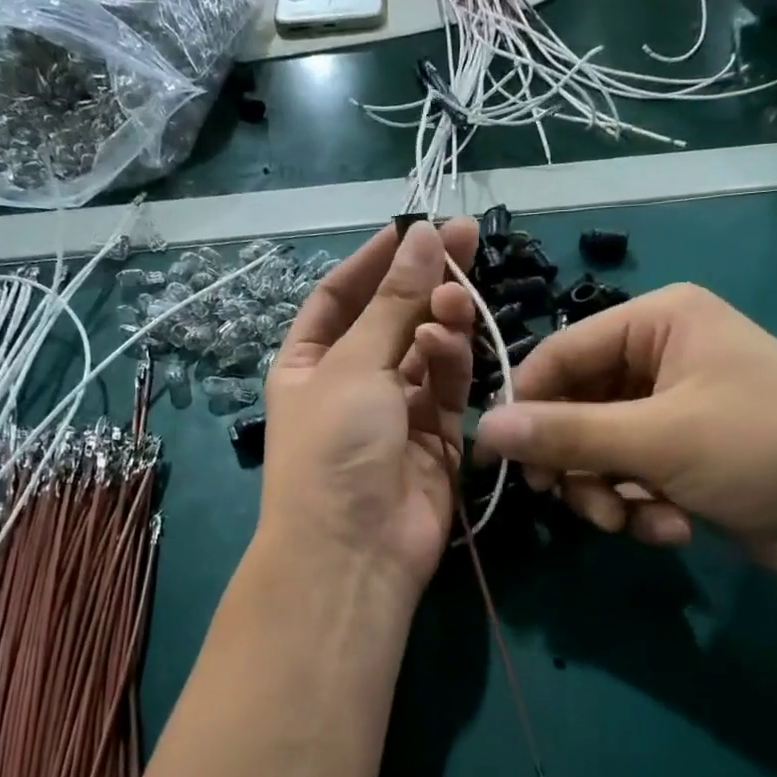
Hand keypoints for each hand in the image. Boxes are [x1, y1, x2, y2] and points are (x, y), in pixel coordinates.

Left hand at [257, 218, 479, 595]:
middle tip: (466, 239)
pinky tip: (449, 344)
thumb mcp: (354, 366)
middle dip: (424, 281)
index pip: (342, 295)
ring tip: (455, 298)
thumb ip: (395, 302)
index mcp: (310, 362)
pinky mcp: (437, 438)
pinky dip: (452, 364)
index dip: (376, 259)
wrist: (355, 550)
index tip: (416, 226)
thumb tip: (424, 235)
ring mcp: (397, 412)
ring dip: (440, 321)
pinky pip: (448, 388)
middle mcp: (352, 383)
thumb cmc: (334, 447)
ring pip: (427, 351)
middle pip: (393, 318)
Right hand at [474, 283, 776, 587]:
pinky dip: (640, 506)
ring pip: (600, 450)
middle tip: (570, 502)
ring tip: (632, 521)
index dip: (525, 407)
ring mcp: (675, 408)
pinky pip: (632, 476)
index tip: (499, 461)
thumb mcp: (657, 440)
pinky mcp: (686, 455)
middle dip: (576, 464)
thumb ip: (566, 435)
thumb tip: (481, 430)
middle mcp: (663, 356)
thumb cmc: (765, 450)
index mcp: (659, 322)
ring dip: (607, 493)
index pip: (560, 354)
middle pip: (576, 407)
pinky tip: (671, 529)